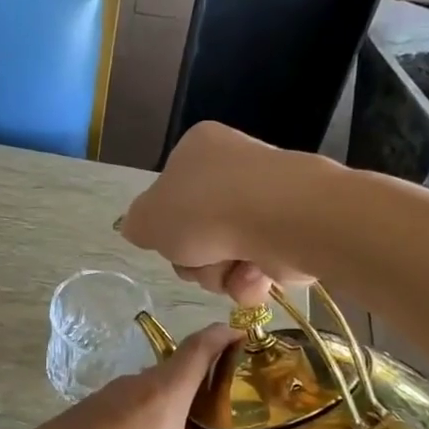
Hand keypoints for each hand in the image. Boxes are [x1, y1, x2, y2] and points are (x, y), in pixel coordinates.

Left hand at [0, 325, 268, 428]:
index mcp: (161, 399)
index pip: (201, 349)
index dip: (226, 336)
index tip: (250, 336)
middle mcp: (131, 389)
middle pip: (176, 369)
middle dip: (209, 380)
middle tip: (244, 405)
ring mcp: (99, 402)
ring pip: (146, 390)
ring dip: (173, 403)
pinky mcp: (76, 421)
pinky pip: (122, 408)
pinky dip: (143, 419)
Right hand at [119, 122, 312, 306]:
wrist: (279, 218)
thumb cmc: (204, 209)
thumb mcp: (148, 218)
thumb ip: (137, 225)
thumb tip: (139, 229)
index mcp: (198, 149)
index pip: (171, 192)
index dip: (166, 225)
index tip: (168, 239)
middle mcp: (235, 168)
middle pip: (197, 231)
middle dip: (194, 259)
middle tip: (198, 260)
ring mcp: (267, 200)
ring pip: (224, 254)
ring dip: (218, 273)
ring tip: (229, 269)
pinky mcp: (292, 231)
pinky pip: (257, 265)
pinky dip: (249, 279)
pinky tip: (252, 276)